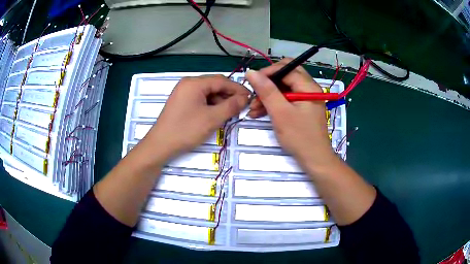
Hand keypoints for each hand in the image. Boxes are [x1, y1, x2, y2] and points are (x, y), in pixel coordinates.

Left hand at [141, 75, 248, 162]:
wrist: (160, 145)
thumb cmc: (186, 130)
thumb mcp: (212, 118)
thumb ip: (231, 106)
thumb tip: (245, 98)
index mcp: (194, 83)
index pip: (222, 81)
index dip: (237, 89)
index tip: (250, 98)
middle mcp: (188, 84)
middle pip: (214, 85)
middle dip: (229, 95)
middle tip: (241, 107)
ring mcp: (183, 92)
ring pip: (208, 93)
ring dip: (220, 101)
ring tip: (229, 113)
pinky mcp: (181, 102)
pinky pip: (200, 99)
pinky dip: (210, 106)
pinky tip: (216, 115)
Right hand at [246, 59, 337, 170]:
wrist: (314, 159)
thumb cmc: (299, 137)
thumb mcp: (280, 113)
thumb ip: (266, 91)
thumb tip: (251, 72)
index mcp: (308, 86)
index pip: (286, 68)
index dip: (267, 73)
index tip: (252, 84)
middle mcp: (309, 88)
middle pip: (285, 76)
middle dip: (267, 84)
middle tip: (255, 96)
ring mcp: (306, 98)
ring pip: (283, 88)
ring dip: (268, 96)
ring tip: (253, 109)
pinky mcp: (303, 108)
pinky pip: (286, 99)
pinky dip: (274, 104)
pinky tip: (260, 113)